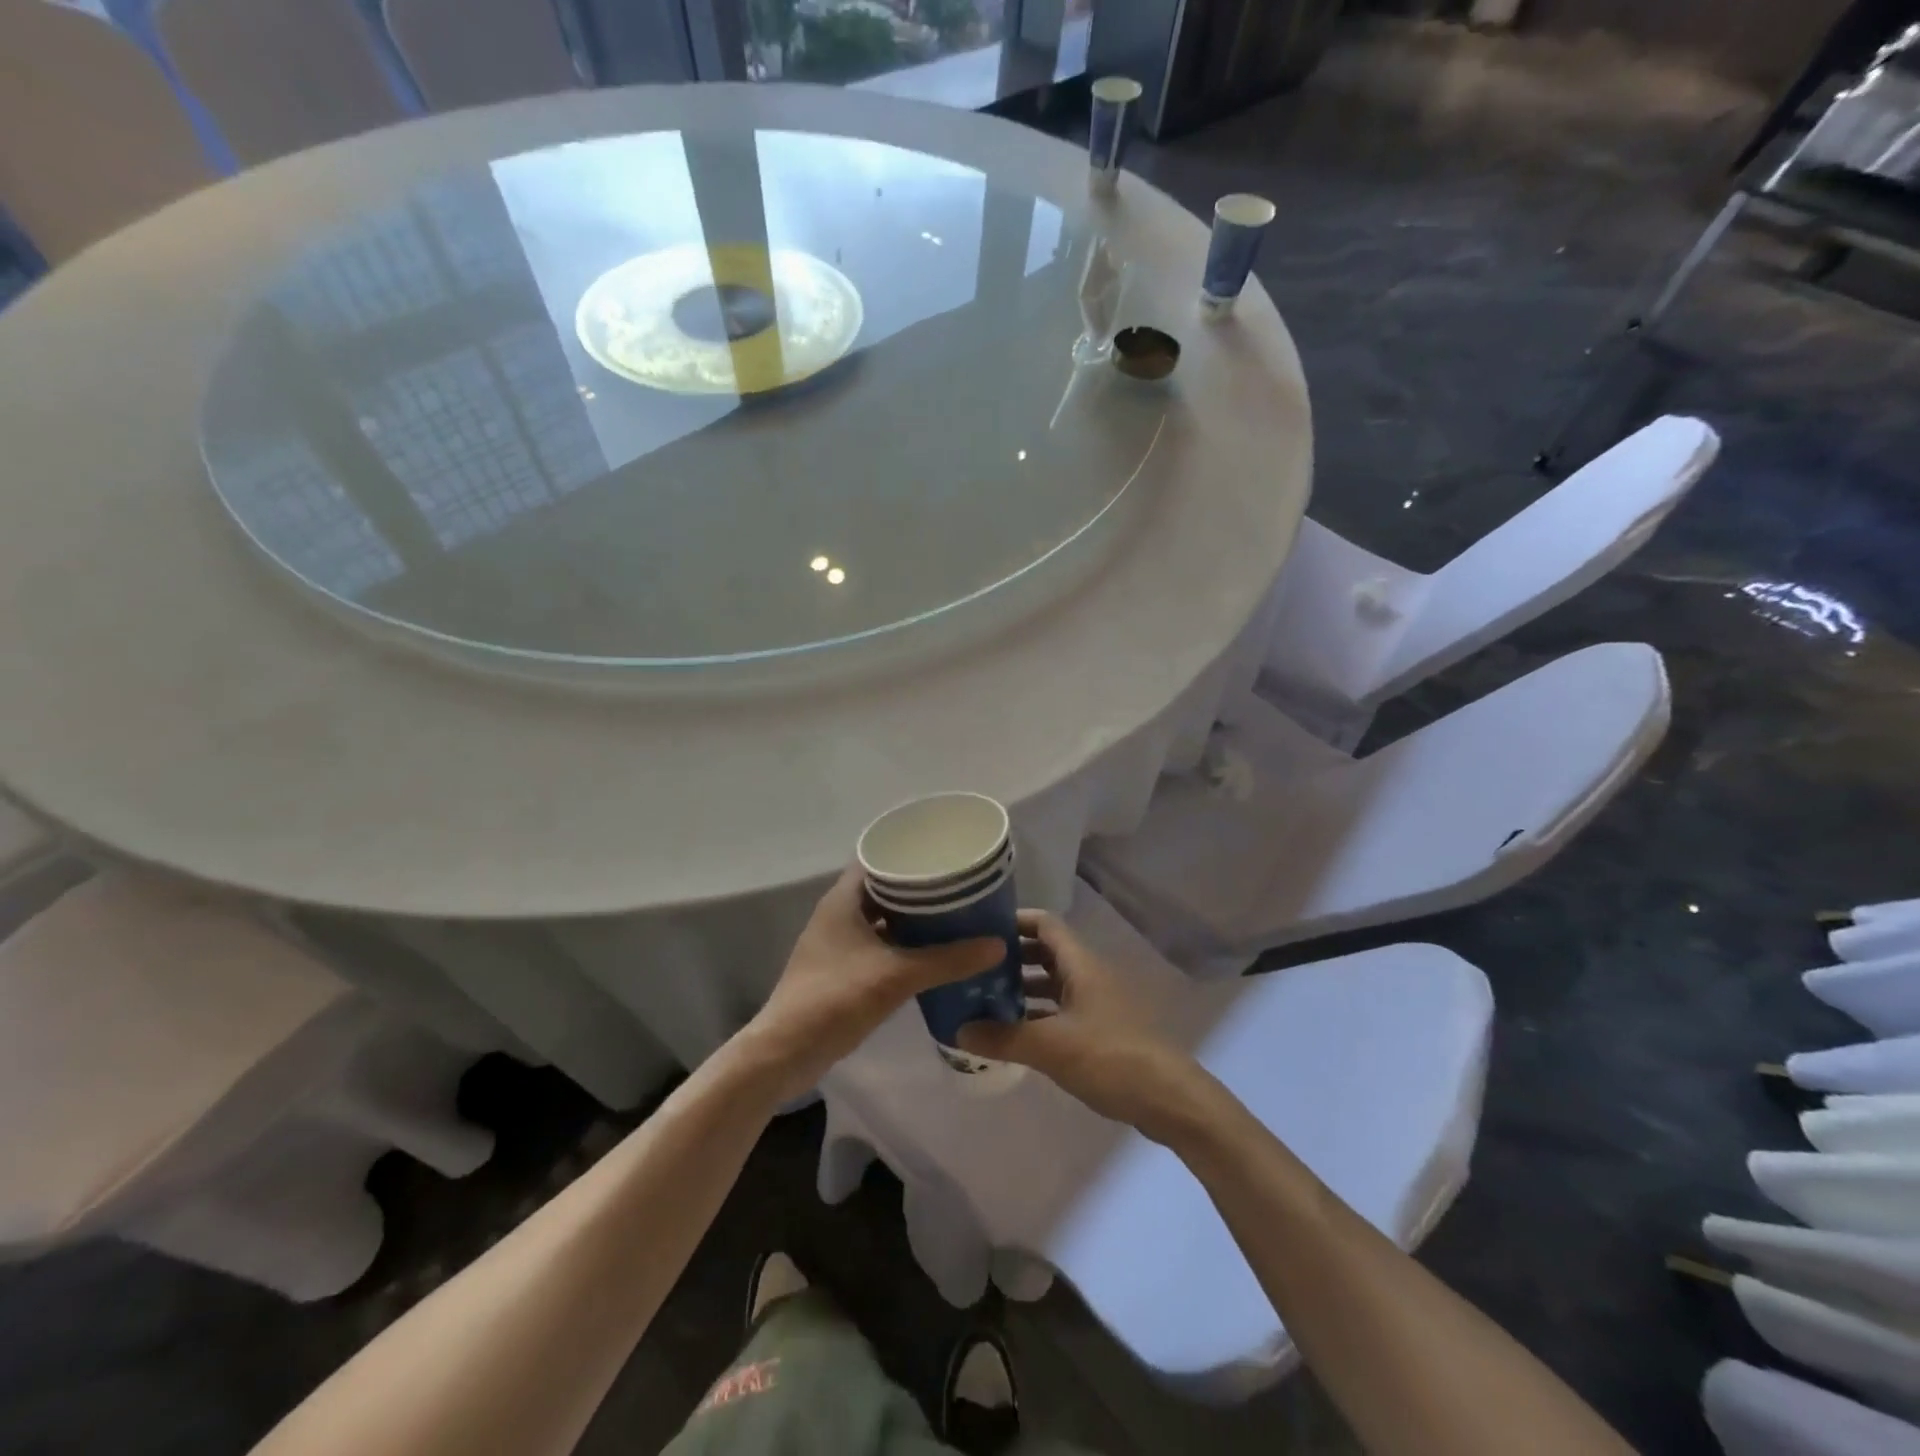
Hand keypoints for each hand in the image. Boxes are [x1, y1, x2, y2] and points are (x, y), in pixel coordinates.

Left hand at [740, 867, 1003, 1099]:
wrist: (787, 1053)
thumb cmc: (835, 999)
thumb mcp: (896, 976)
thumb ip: (947, 960)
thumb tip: (997, 944)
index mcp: (842, 901)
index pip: (878, 859)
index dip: (909, 852)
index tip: (945, 853)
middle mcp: (838, 914)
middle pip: (883, 888)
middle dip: (919, 887)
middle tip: (960, 885)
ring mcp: (838, 943)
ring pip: (882, 918)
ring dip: (912, 918)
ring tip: (954, 915)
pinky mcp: (842, 970)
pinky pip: (879, 944)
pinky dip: (903, 944)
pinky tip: (933, 952)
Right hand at [956, 909, 1214, 1142]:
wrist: (1168, 1098)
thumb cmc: (1110, 1057)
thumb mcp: (1050, 1047)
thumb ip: (1003, 1037)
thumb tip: (958, 1029)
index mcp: (1080, 964)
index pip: (1044, 923)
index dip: (1014, 920)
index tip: (980, 930)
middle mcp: (1088, 975)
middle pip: (1045, 952)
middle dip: (1011, 957)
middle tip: (974, 969)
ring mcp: (1096, 1002)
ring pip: (1052, 983)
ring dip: (1022, 988)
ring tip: (984, 1000)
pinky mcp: (1100, 1030)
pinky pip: (1060, 1010)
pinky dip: (1037, 1015)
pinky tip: (1014, 1033)